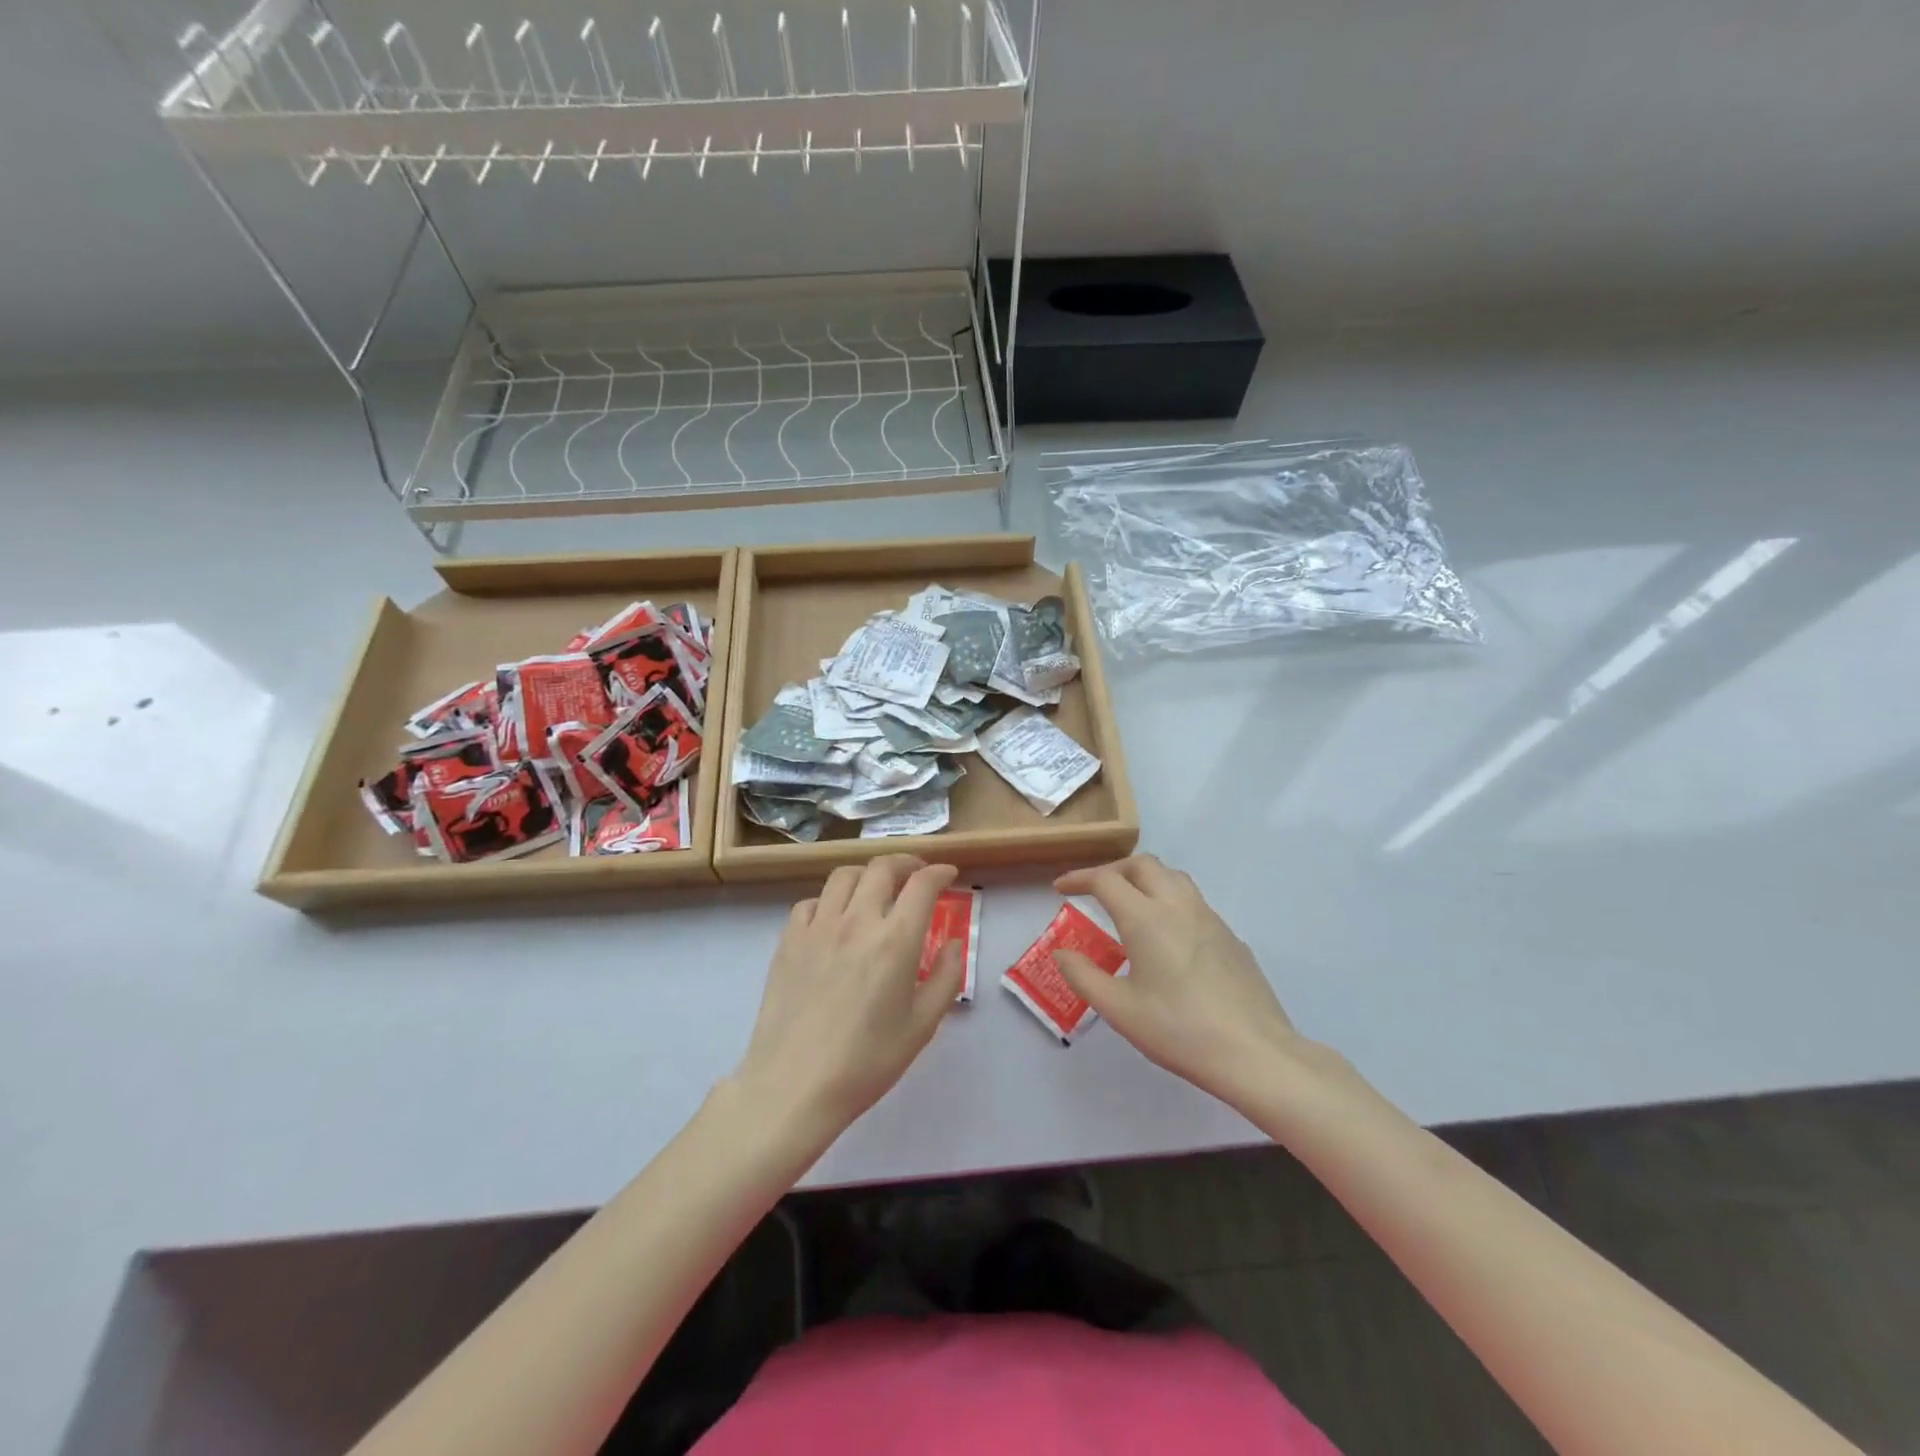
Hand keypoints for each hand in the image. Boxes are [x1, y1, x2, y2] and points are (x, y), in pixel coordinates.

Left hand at [734, 855, 966, 1141]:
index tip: (948, 875)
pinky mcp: (788, 940)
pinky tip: (835, 919)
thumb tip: (952, 942)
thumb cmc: (866, 1061)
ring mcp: (818, 927)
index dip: (939, 872)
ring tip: (876, 889)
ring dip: (867, 874)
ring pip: (843, 876)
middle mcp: (857, 921)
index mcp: (895, 940)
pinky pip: (810, 902)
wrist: (794, 1085)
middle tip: (916, 875)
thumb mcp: (922, 1025)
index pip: (922, 885)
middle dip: (906, 863)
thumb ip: (946, 977)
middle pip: (882, 867)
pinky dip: (829, 901)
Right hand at [1053, 855, 1306, 1108]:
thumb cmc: (1180, 1030)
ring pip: (1173, 876)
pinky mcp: (1230, 936)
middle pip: (1143, 864)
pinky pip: (1193, 901)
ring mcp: (1210, 918)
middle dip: (1113, 870)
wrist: (1255, 1053)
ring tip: (1130, 903)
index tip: (1061, 888)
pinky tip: (1167, 936)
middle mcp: (1178, 906)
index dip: (1079, 878)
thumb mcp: (1120, 1010)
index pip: (1106, 880)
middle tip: (1094, 890)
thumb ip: (1083, 976)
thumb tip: (1062, 953)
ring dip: (1145, 878)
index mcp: (1146, 919)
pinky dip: (1169, 900)